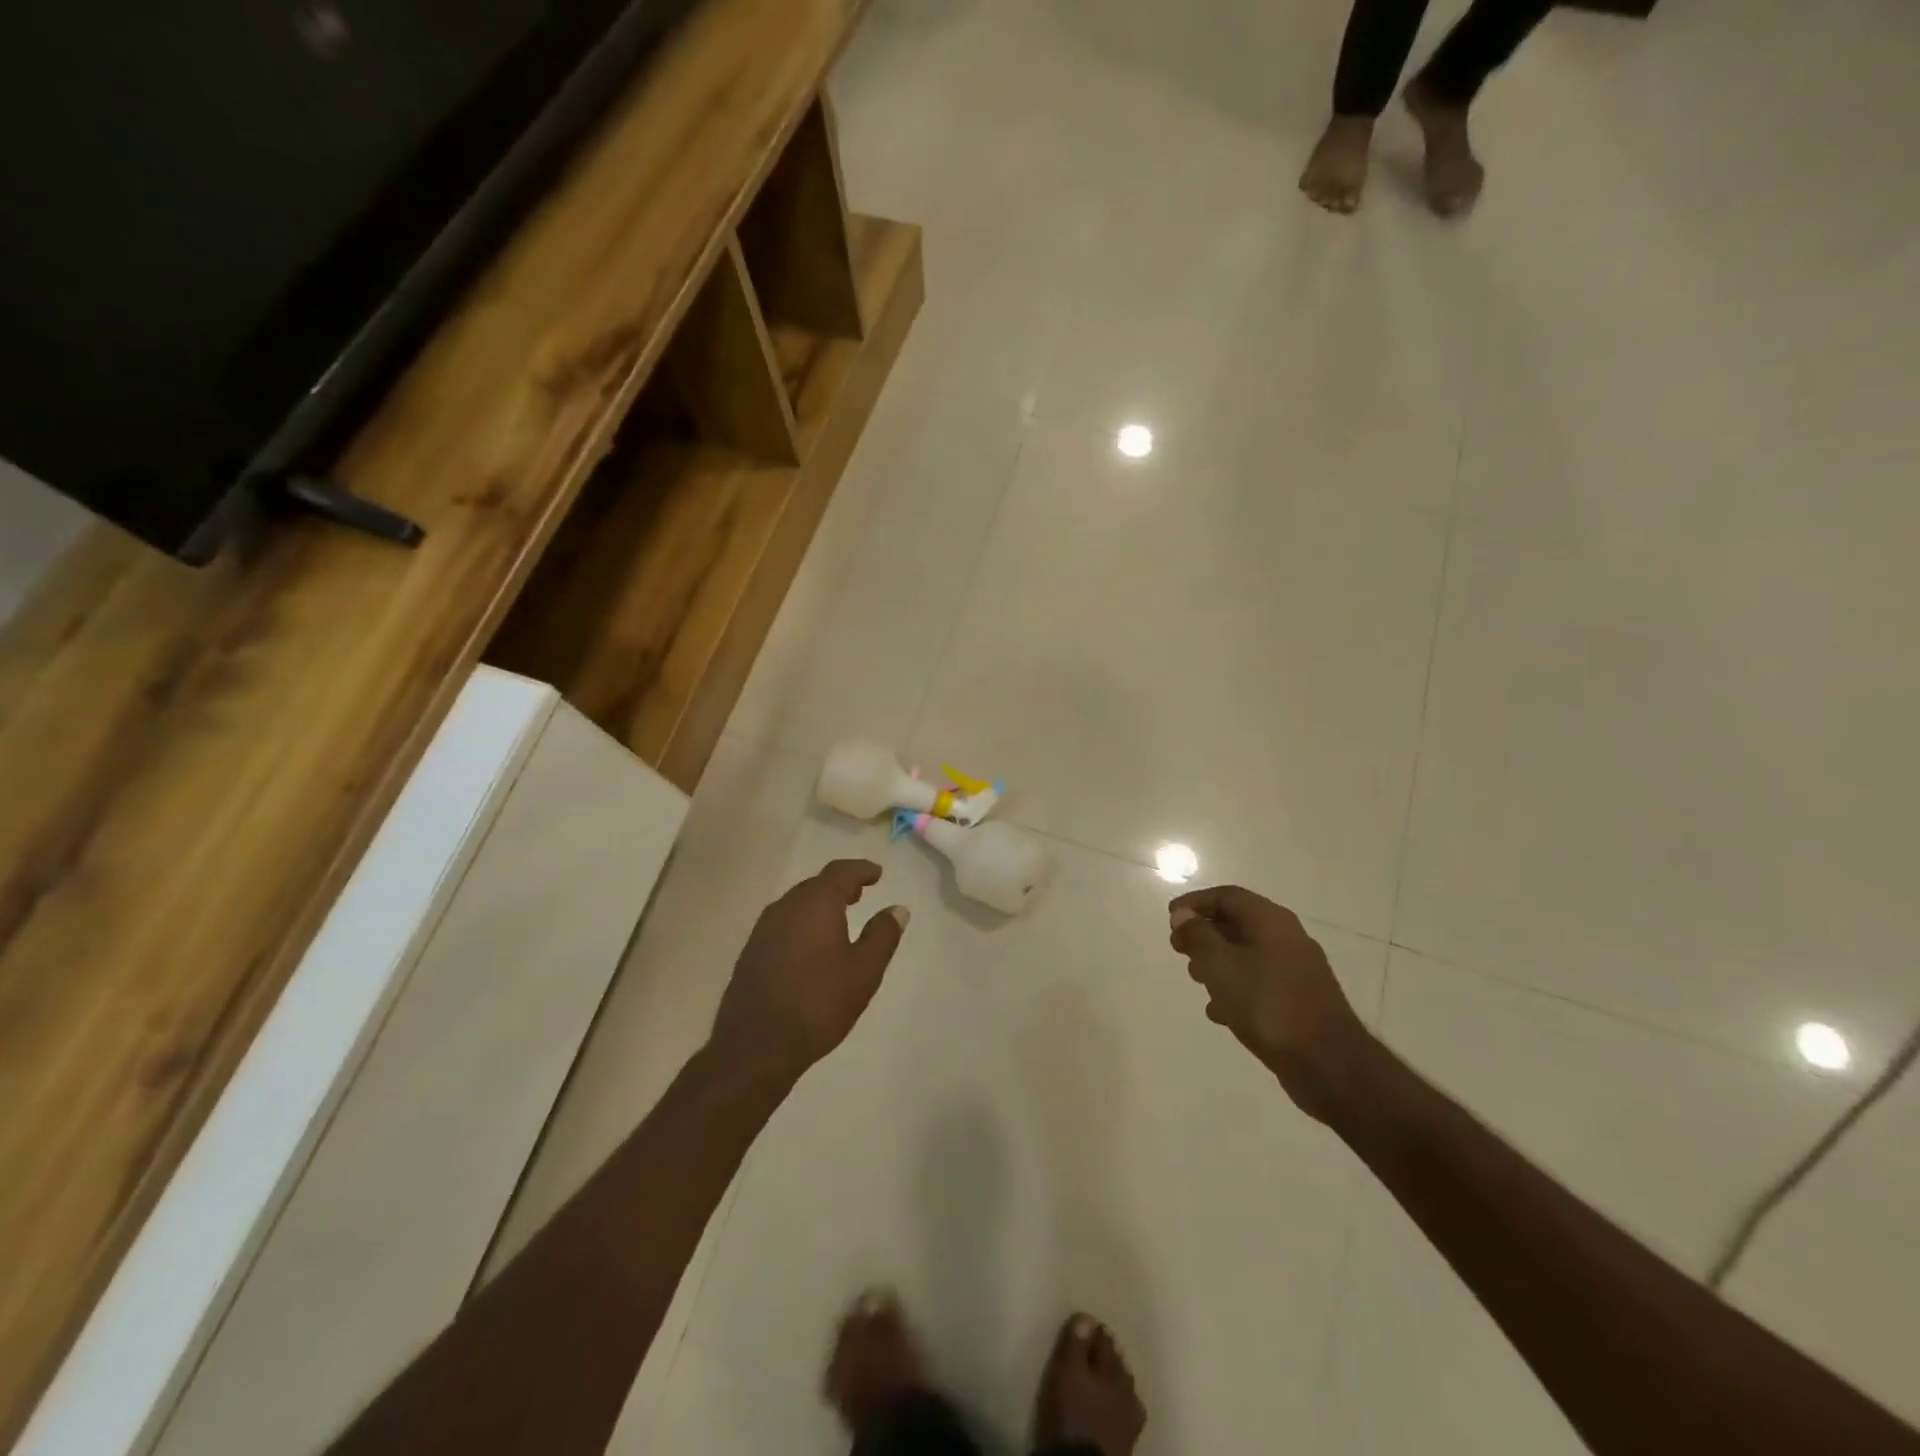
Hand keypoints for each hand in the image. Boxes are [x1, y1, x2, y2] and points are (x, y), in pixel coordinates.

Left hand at [710, 860, 909, 1079]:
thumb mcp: (864, 971)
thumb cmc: (819, 1003)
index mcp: (815, 903)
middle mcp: (786, 907)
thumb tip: (897, 909)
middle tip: (860, 893)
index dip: (861, 869)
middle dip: (840, 885)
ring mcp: (763, 929)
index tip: (877, 873)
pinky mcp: (752, 952)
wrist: (756, 1045)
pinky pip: (783, 923)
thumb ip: (882, 935)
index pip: (840, 872)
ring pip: (797, 904)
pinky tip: (811, 945)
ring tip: (840, 917)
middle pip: (816, 884)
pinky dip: (803, 922)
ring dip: (820, 904)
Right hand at [1168, 885, 1375, 1123]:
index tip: (1171, 918)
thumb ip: (1198, 936)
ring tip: (1196, 980)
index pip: (1228, 896)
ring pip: (1247, 955)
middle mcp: (1287, 939)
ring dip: (1217, 962)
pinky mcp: (1299, 1002)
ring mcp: (1297, 972)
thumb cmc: (1268, 1004)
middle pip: (1238, 923)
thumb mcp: (1221, 965)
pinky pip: (1259, 984)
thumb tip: (1183, 914)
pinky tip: (1219, 1012)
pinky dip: (1236, 989)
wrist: (1328, 1064)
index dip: (1196, 902)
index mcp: (1272, 922)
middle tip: (1179, 949)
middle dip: (1204, 933)